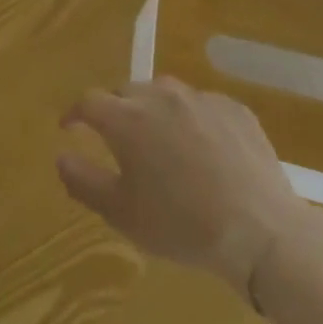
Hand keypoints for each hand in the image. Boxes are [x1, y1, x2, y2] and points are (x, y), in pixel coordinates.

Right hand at [56, 78, 313, 298]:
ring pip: (163, 93)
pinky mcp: (233, 108)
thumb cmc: (182, 225)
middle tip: (117, 138)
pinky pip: (201, 104)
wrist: (262, 232)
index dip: (75, 113)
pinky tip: (202, 147)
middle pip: (125, 91)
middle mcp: (159, 96)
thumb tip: (60, 156)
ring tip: (160, 139)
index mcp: (126, 118)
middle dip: (114, 109)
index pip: (88, 101)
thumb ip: (83, 181)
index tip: (70, 127)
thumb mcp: (123, 214)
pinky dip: (191, 118)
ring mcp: (199, 98)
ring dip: (153, 109)